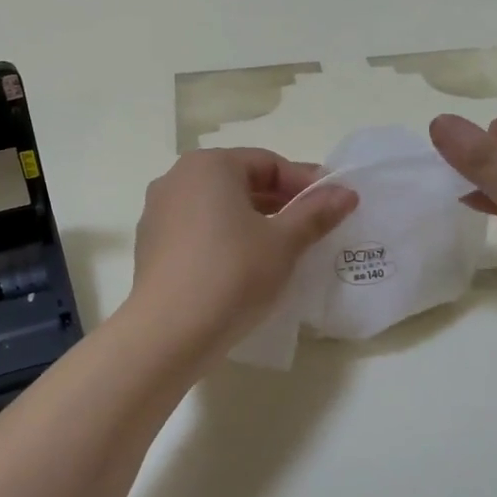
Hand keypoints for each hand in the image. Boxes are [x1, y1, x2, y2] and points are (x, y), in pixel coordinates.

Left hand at [129, 148, 357, 353]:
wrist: (168, 332)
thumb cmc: (233, 274)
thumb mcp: (284, 243)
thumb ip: (316, 213)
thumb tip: (346, 193)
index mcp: (209, 165)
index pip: (268, 163)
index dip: (305, 183)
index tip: (333, 205)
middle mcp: (177, 178)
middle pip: (240, 181)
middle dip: (279, 201)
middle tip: (312, 226)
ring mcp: (158, 211)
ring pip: (217, 206)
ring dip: (252, 219)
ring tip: (281, 247)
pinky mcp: (150, 244)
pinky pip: (197, 229)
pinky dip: (224, 237)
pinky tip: (243, 265)